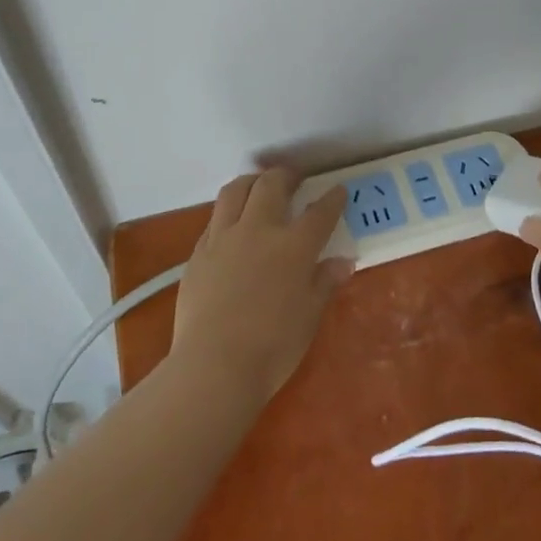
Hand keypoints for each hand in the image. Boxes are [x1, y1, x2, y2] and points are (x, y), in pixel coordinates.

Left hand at [168, 168, 350, 405]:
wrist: (214, 365)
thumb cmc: (272, 347)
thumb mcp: (309, 317)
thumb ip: (324, 283)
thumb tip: (342, 262)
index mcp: (294, 246)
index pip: (319, 213)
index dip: (332, 199)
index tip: (338, 191)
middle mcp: (259, 230)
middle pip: (271, 185)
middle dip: (285, 176)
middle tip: (293, 179)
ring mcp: (224, 238)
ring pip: (235, 191)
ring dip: (251, 182)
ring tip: (258, 186)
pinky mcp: (199, 253)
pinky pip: (214, 220)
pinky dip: (227, 213)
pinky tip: (231, 225)